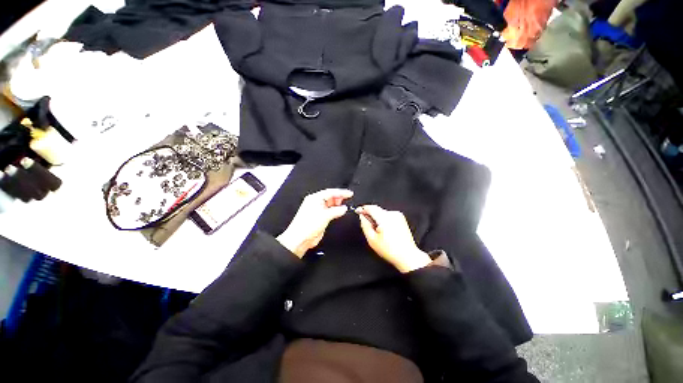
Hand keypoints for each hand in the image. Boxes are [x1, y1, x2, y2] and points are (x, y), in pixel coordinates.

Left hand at [277, 189, 352, 257]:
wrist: (300, 238)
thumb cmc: (307, 225)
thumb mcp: (325, 216)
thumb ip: (336, 211)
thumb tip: (344, 208)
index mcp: (314, 198)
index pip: (330, 192)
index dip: (341, 192)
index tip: (349, 194)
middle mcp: (315, 202)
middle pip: (330, 197)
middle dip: (339, 198)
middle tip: (347, 199)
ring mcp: (317, 210)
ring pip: (329, 204)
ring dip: (337, 205)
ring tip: (344, 206)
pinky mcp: (319, 217)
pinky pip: (329, 211)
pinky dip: (335, 211)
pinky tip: (339, 212)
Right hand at [357, 205, 431, 272]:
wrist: (407, 256)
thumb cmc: (391, 250)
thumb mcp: (372, 239)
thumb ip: (365, 225)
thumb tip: (362, 216)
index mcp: (385, 218)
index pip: (371, 207)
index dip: (363, 209)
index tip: (358, 211)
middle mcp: (392, 214)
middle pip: (376, 209)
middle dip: (370, 216)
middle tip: (369, 227)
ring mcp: (398, 215)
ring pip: (382, 212)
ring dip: (377, 218)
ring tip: (379, 231)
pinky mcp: (401, 218)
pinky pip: (388, 215)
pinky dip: (384, 220)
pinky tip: (386, 231)